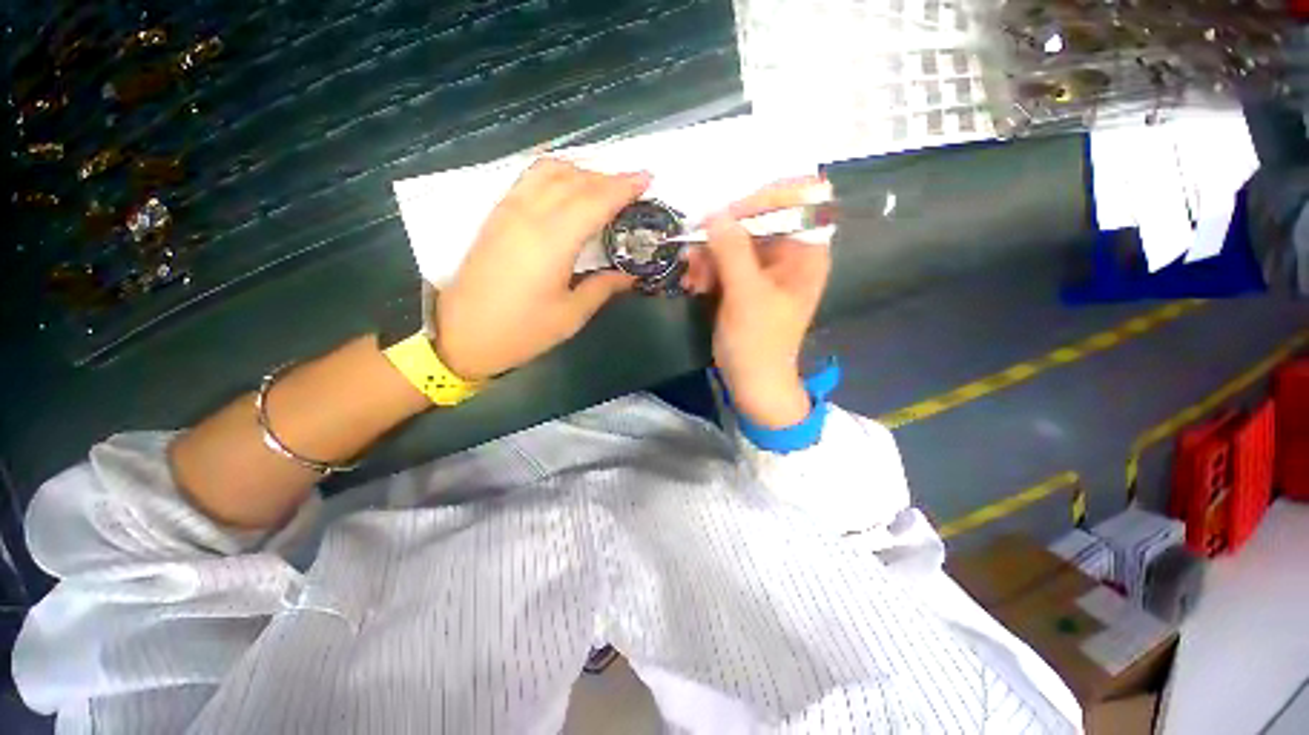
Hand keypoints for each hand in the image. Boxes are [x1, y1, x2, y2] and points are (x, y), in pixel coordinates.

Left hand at [434, 159, 650, 379]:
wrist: (461, 335)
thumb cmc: (521, 331)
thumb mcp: (570, 316)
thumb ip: (602, 288)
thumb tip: (630, 275)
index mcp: (552, 242)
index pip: (595, 200)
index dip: (624, 187)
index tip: (648, 178)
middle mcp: (529, 215)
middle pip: (575, 180)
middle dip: (609, 178)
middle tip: (633, 188)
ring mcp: (508, 210)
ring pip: (550, 171)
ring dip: (582, 172)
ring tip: (603, 187)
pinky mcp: (496, 214)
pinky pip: (530, 178)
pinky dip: (556, 174)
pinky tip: (568, 189)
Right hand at [682, 177, 833, 427]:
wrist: (752, 382)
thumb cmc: (758, 342)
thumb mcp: (746, 295)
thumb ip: (732, 251)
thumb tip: (714, 212)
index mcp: (806, 253)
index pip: (796, 200)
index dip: (762, 198)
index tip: (725, 213)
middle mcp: (789, 253)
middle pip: (758, 219)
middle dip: (723, 234)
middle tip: (695, 250)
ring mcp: (766, 268)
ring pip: (736, 240)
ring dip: (710, 254)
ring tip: (693, 276)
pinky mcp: (746, 281)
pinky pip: (726, 260)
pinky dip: (709, 268)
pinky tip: (695, 284)